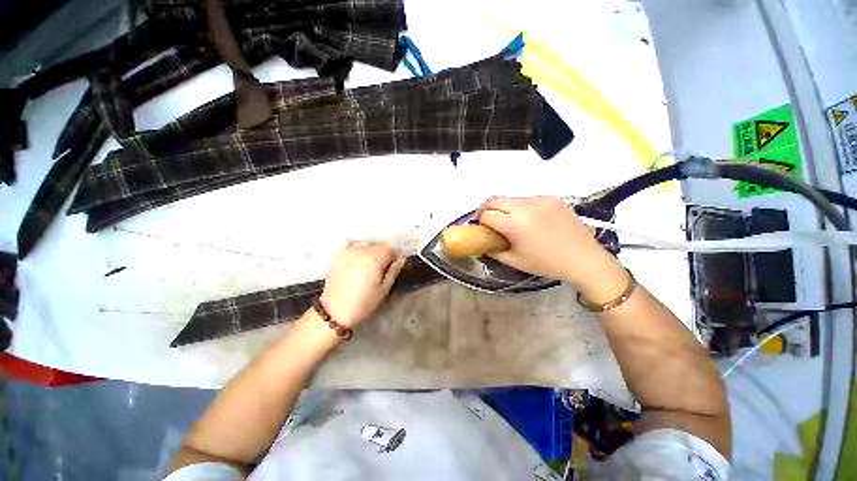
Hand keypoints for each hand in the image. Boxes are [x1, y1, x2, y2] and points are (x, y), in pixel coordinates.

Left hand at [319, 241, 405, 326]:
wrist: (335, 311)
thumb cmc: (364, 302)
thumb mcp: (384, 289)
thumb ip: (394, 271)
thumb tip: (402, 258)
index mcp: (376, 259)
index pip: (390, 248)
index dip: (394, 256)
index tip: (393, 265)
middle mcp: (363, 251)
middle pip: (378, 245)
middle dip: (383, 253)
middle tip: (382, 267)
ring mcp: (349, 252)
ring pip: (366, 243)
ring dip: (371, 249)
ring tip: (369, 263)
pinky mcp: (338, 255)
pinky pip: (350, 244)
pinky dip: (356, 247)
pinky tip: (357, 256)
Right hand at [476, 196, 621, 289]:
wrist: (584, 259)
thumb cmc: (547, 264)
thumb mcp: (514, 261)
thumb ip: (493, 250)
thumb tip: (482, 243)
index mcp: (515, 223)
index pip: (486, 214)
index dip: (479, 221)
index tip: (480, 227)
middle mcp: (525, 206)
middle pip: (494, 200)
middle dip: (486, 209)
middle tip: (487, 221)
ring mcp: (540, 199)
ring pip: (511, 198)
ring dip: (503, 208)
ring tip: (509, 221)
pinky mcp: (551, 197)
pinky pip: (527, 199)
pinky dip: (520, 207)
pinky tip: (528, 219)